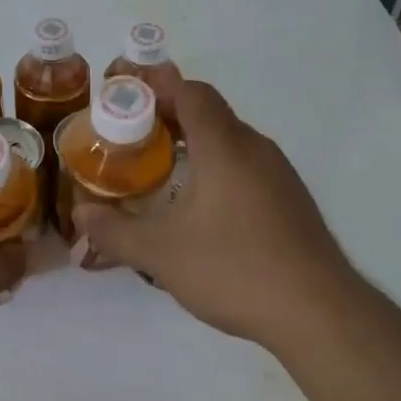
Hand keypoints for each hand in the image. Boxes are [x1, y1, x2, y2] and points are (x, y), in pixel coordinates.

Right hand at [73, 77, 360, 354]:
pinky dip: (218, 169)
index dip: (158, 87)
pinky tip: (202, 209)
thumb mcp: (160, 253)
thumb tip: (80, 215)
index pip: (191, 92)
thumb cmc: (234, 268)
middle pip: (210, 113)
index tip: (126, 97)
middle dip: (169, 118)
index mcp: (224, 145)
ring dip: (195, 145)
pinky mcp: (292, 201)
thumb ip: (115, 231)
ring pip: (230, 141)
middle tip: (132, 139)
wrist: (319, 313)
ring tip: (161, 172)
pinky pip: (247, 167)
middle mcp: (255, 148)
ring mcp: (279, 175)